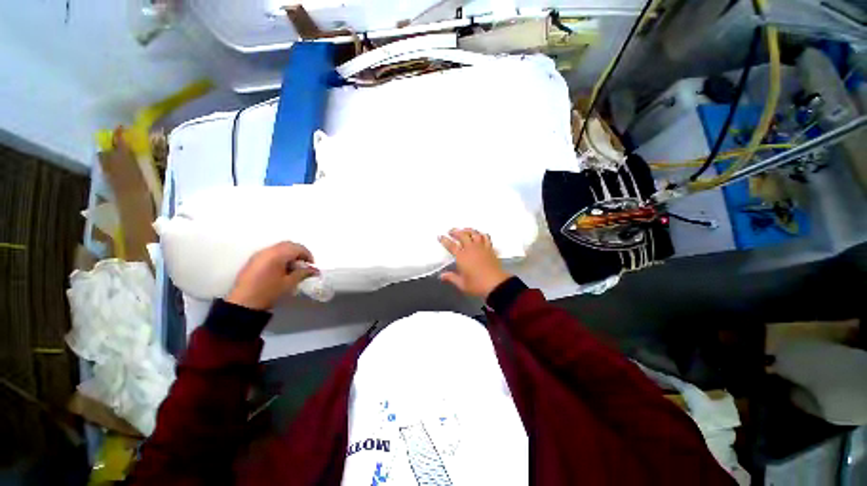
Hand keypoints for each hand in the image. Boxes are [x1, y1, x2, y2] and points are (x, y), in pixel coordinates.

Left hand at [226, 241, 317, 310]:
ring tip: (293, 268)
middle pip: (288, 245)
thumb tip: (314, 270)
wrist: (243, 304)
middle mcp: (267, 250)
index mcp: (277, 254)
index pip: (298, 248)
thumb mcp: (289, 283)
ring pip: (279, 248)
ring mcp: (259, 254)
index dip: (308, 255)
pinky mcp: (253, 260)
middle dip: (299, 253)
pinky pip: (271, 253)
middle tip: (304, 265)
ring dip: (289, 254)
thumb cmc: (269, 292)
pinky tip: (281, 269)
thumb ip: (303, 273)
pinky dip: (280, 257)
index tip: (311, 266)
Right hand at [438, 228, 511, 298]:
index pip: (451, 245)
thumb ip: (451, 278)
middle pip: (463, 235)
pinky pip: (486, 237)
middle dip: (455, 231)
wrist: (496, 285)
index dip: (444, 240)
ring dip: (468, 230)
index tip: (440, 236)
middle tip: (451, 231)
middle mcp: (471, 249)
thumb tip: (442, 276)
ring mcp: (482, 248)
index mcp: (462, 257)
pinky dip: (481, 234)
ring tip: (464, 230)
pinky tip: (480, 235)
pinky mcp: (490, 249)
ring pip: (474, 233)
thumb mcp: (462, 284)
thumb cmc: (477, 285)